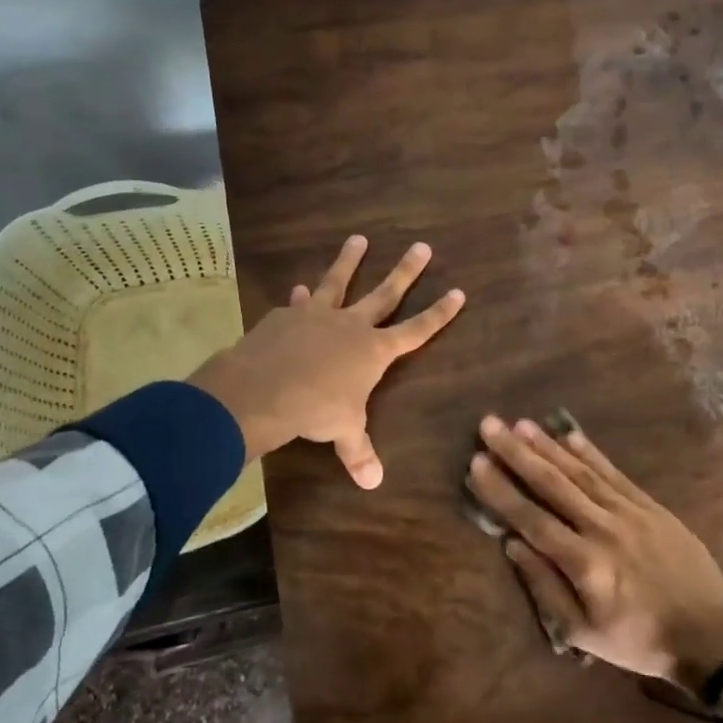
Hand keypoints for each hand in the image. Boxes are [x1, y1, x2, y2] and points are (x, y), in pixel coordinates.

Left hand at [188, 235, 464, 487]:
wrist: (264, 388)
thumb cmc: (315, 409)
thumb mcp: (343, 432)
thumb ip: (358, 451)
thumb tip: (373, 483)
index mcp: (374, 351)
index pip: (417, 330)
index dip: (439, 313)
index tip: (458, 292)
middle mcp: (351, 325)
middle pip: (385, 293)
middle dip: (406, 271)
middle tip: (422, 246)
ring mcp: (318, 315)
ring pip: (339, 281)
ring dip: (350, 260)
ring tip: (358, 238)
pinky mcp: (287, 315)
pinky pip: (299, 303)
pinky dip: (302, 298)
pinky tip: (299, 290)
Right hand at [467, 415, 722, 684]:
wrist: (710, 634)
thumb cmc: (639, 639)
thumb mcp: (585, 634)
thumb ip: (545, 588)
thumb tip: (512, 545)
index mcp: (584, 562)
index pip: (531, 518)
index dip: (501, 490)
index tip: (475, 462)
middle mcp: (602, 527)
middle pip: (552, 483)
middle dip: (517, 453)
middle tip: (489, 425)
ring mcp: (629, 511)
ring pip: (580, 471)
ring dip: (548, 445)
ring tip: (520, 423)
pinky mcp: (650, 505)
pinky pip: (614, 472)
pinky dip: (591, 452)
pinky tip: (570, 434)